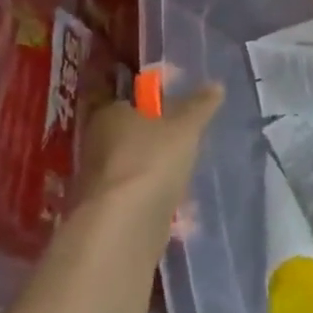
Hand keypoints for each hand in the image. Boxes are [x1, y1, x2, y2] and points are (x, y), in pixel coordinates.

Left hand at [76, 83, 222, 214]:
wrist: (123, 227)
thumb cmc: (151, 161)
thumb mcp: (185, 127)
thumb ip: (200, 106)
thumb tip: (216, 85)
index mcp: (108, 115)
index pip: (131, 101)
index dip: (155, 103)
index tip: (179, 110)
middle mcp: (96, 145)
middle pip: (132, 135)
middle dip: (158, 140)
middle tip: (188, 141)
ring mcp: (99, 182)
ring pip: (135, 168)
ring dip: (158, 171)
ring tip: (187, 174)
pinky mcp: (107, 214)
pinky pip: (136, 197)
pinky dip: (155, 198)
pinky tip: (178, 206)